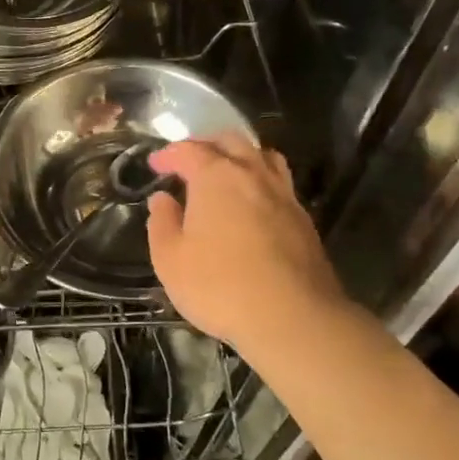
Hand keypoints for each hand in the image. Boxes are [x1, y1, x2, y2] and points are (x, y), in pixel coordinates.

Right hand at [146, 135, 346, 352]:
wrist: (292, 318)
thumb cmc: (219, 286)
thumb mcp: (170, 260)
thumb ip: (162, 223)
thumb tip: (163, 199)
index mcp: (216, 177)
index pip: (189, 150)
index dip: (168, 154)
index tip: (155, 165)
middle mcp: (252, 175)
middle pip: (231, 141)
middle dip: (206, 145)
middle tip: (189, 161)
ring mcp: (283, 195)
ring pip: (262, 156)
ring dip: (240, 156)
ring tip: (226, 172)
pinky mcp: (303, 219)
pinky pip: (279, 183)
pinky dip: (261, 181)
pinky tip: (253, 204)